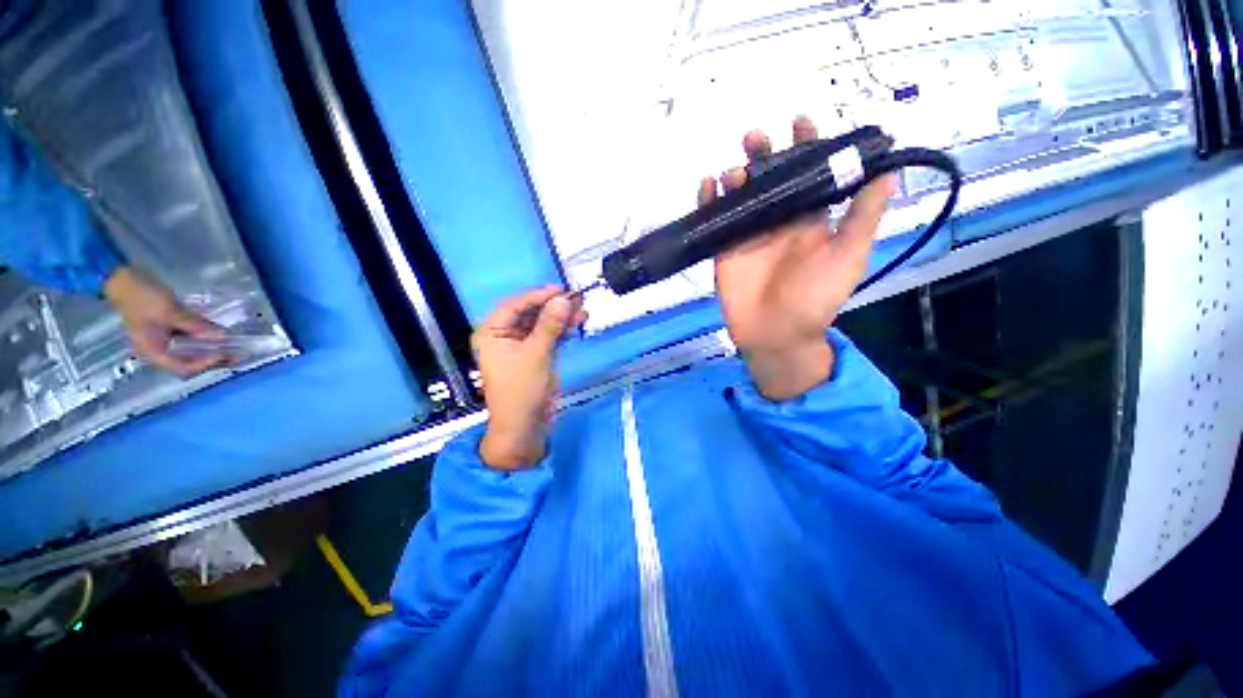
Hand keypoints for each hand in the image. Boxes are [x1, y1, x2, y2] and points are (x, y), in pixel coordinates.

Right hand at [103, 266, 229, 376]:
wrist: (122, 278)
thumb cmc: (141, 296)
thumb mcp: (169, 311)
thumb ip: (194, 325)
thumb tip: (222, 337)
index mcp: (153, 352)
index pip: (182, 367)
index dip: (205, 364)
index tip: (224, 354)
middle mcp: (158, 350)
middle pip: (190, 362)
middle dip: (214, 360)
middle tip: (238, 354)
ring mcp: (163, 340)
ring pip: (193, 352)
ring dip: (213, 350)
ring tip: (236, 348)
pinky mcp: (168, 329)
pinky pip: (190, 340)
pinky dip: (206, 340)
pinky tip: (221, 336)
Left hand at [475, 286, 585, 469]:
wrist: (524, 426)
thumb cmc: (521, 390)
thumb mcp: (536, 355)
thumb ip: (550, 326)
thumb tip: (564, 299)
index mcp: (492, 332)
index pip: (515, 306)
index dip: (538, 296)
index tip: (562, 290)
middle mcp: (504, 335)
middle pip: (530, 313)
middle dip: (554, 307)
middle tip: (577, 299)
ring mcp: (520, 345)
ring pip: (542, 324)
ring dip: (561, 318)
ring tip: (583, 311)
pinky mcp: (535, 355)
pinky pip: (548, 336)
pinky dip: (562, 331)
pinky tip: (577, 324)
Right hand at [701, 117, 894, 399]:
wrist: (775, 335)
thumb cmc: (815, 299)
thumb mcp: (848, 257)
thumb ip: (863, 215)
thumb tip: (888, 167)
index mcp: (809, 218)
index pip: (807, 173)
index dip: (806, 145)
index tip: (800, 120)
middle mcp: (778, 220)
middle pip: (768, 177)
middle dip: (762, 152)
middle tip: (755, 137)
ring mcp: (748, 233)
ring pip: (739, 193)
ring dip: (735, 173)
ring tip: (735, 170)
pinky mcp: (724, 248)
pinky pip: (714, 217)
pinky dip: (708, 199)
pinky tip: (708, 186)